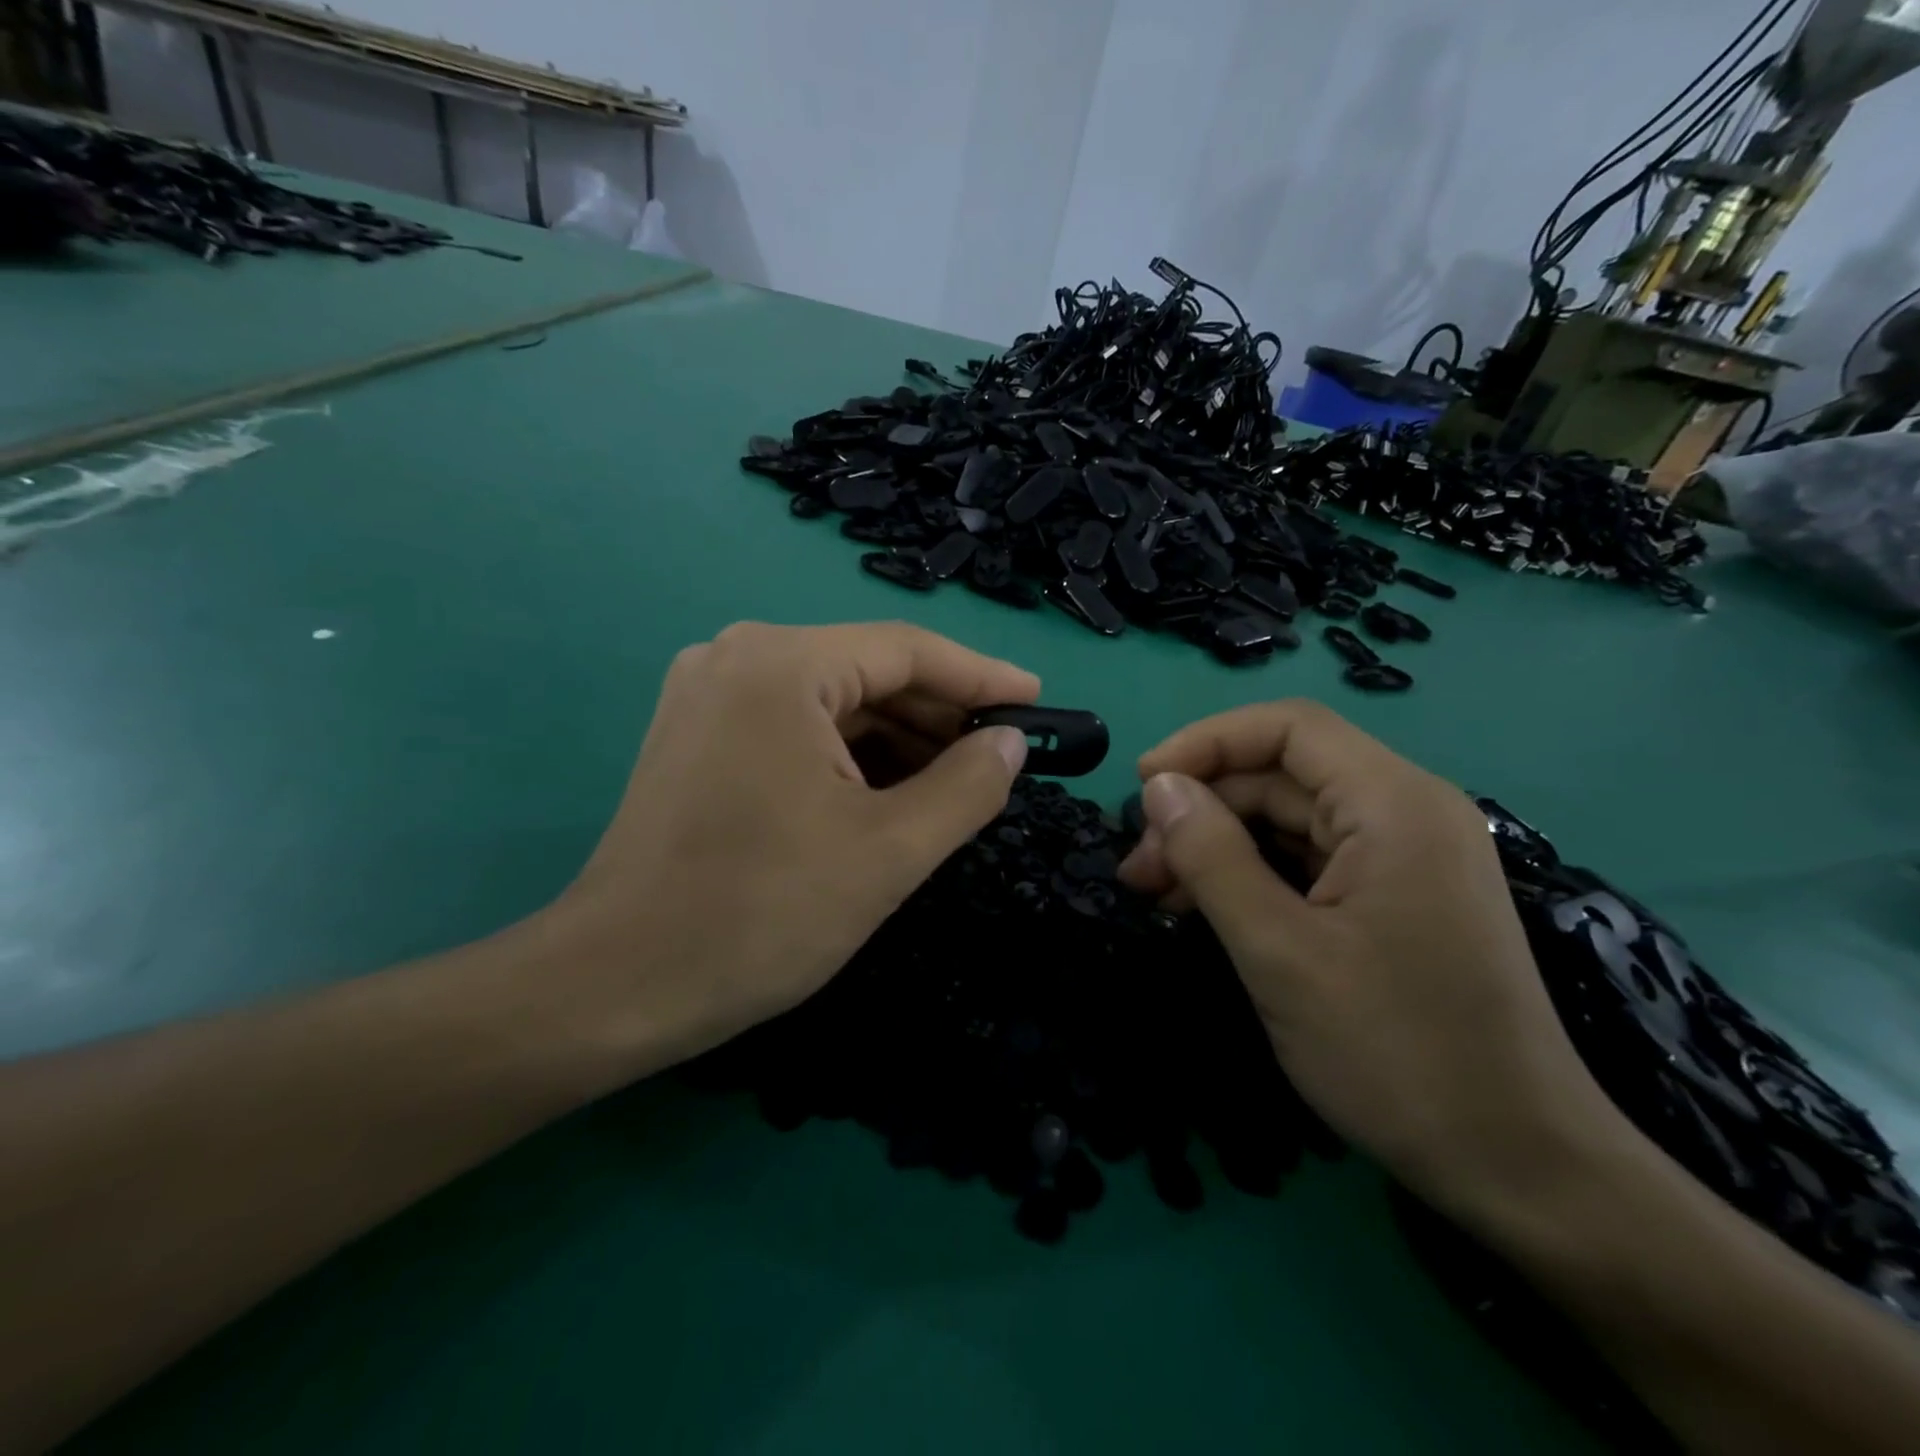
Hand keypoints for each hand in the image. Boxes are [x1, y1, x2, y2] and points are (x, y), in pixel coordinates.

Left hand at [544, 621, 1036, 1070]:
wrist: (615, 985)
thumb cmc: (760, 914)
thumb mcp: (889, 850)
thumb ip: (967, 786)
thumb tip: (1010, 742)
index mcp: (782, 664)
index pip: (907, 650)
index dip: (982, 676)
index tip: (1039, 702)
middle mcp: (737, 657)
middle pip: (866, 671)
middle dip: (939, 715)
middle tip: (1002, 756)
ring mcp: (708, 695)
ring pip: (831, 702)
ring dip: (897, 739)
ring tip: (956, 782)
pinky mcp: (696, 736)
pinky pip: (795, 727)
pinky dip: (849, 755)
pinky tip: (889, 792)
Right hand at [1117, 700, 1621, 1221]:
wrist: (1518, 1167)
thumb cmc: (1396, 1053)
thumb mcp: (1279, 951)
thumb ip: (1211, 857)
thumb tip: (1158, 788)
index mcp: (1394, 805)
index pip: (1287, 728)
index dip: (1205, 743)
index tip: (1141, 786)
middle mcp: (1406, 812)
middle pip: (1282, 774)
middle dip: (1202, 809)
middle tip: (1139, 868)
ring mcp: (1405, 856)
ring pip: (1289, 819)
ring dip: (1219, 845)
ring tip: (1159, 894)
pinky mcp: (1396, 896)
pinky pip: (1310, 860)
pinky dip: (1252, 875)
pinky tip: (1208, 909)